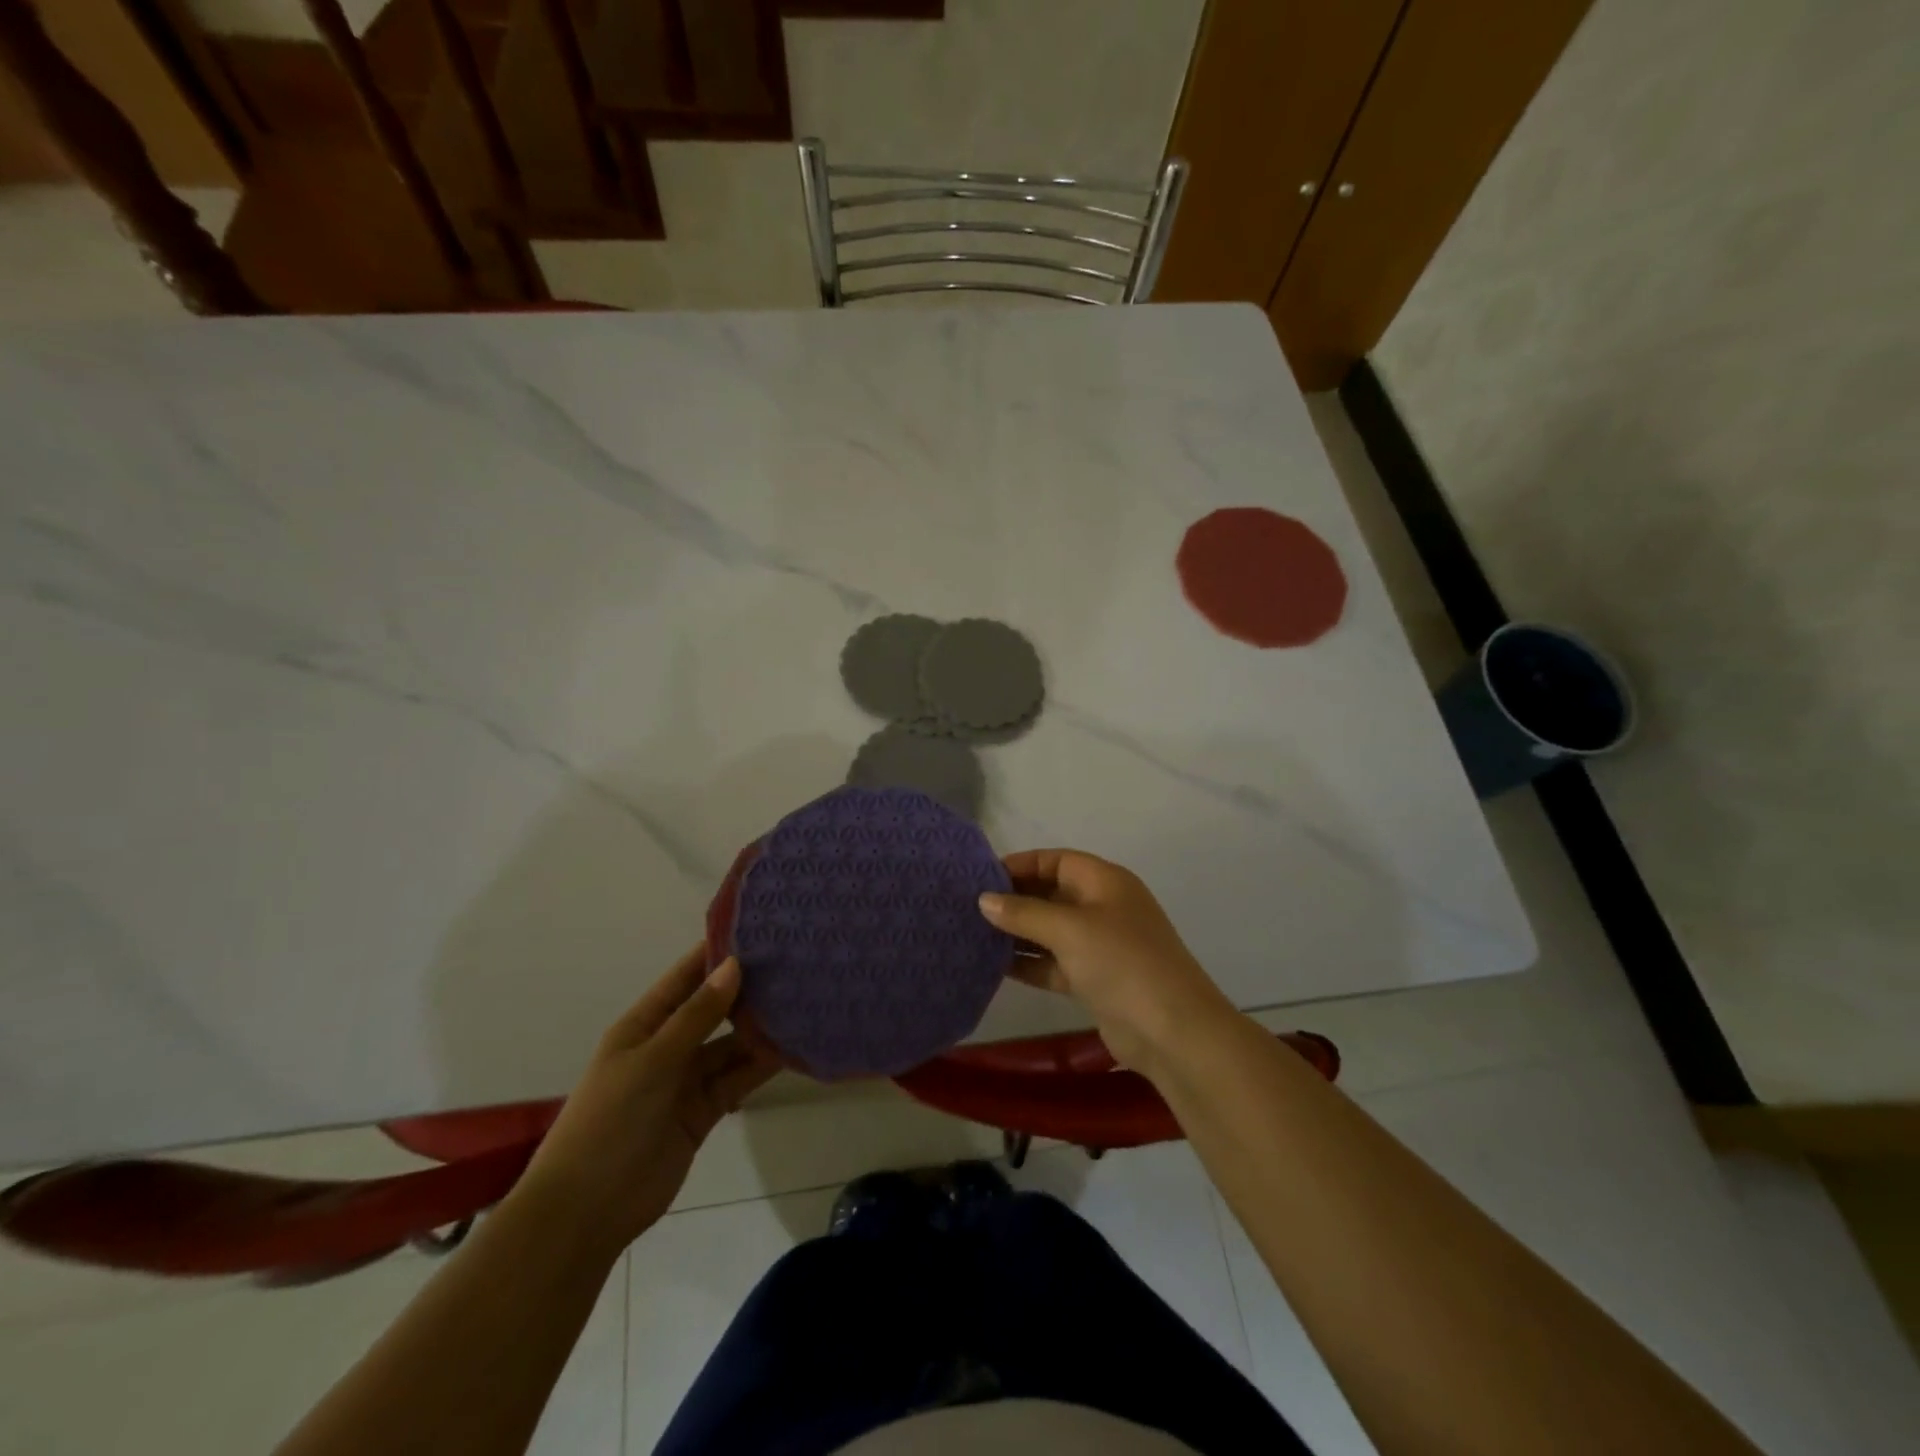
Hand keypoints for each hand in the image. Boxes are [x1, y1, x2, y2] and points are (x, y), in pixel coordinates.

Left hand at [513, 950, 778, 1256]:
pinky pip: (737, 1079)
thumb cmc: (609, 1122)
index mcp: (644, 1025)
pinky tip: (793, 1048)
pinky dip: (761, 1066)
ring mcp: (686, 1080)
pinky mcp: (704, 1111)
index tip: (760, 931)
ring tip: (803, 1002)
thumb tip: (734, 965)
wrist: (586, 1212)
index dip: (718, 953)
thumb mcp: (652, 1061)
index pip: (686, 977)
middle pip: (714, 1009)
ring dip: (760, 1029)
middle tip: (795, 965)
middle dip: (748, 990)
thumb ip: (697, 1016)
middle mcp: (668, 1045)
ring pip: (730, 1045)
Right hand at [978, 849, 1237, 1076]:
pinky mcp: (1095, 979)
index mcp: (1105, 881)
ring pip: (1050, 930)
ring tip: (973, 934)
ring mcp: (1100, 945)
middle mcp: (1103, 907)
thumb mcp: (1069, 929)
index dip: (1020, 864)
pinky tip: (994, 965)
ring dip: (1017, 933)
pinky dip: (1029, 962)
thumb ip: (1024, 912)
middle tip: (969, 906)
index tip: (980, 877)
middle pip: (1051, 893)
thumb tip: (984, 900)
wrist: (1172, 1031)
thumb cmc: (1121, 962)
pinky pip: (1054, 962)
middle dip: (1014, 899)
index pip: (1056, 860)